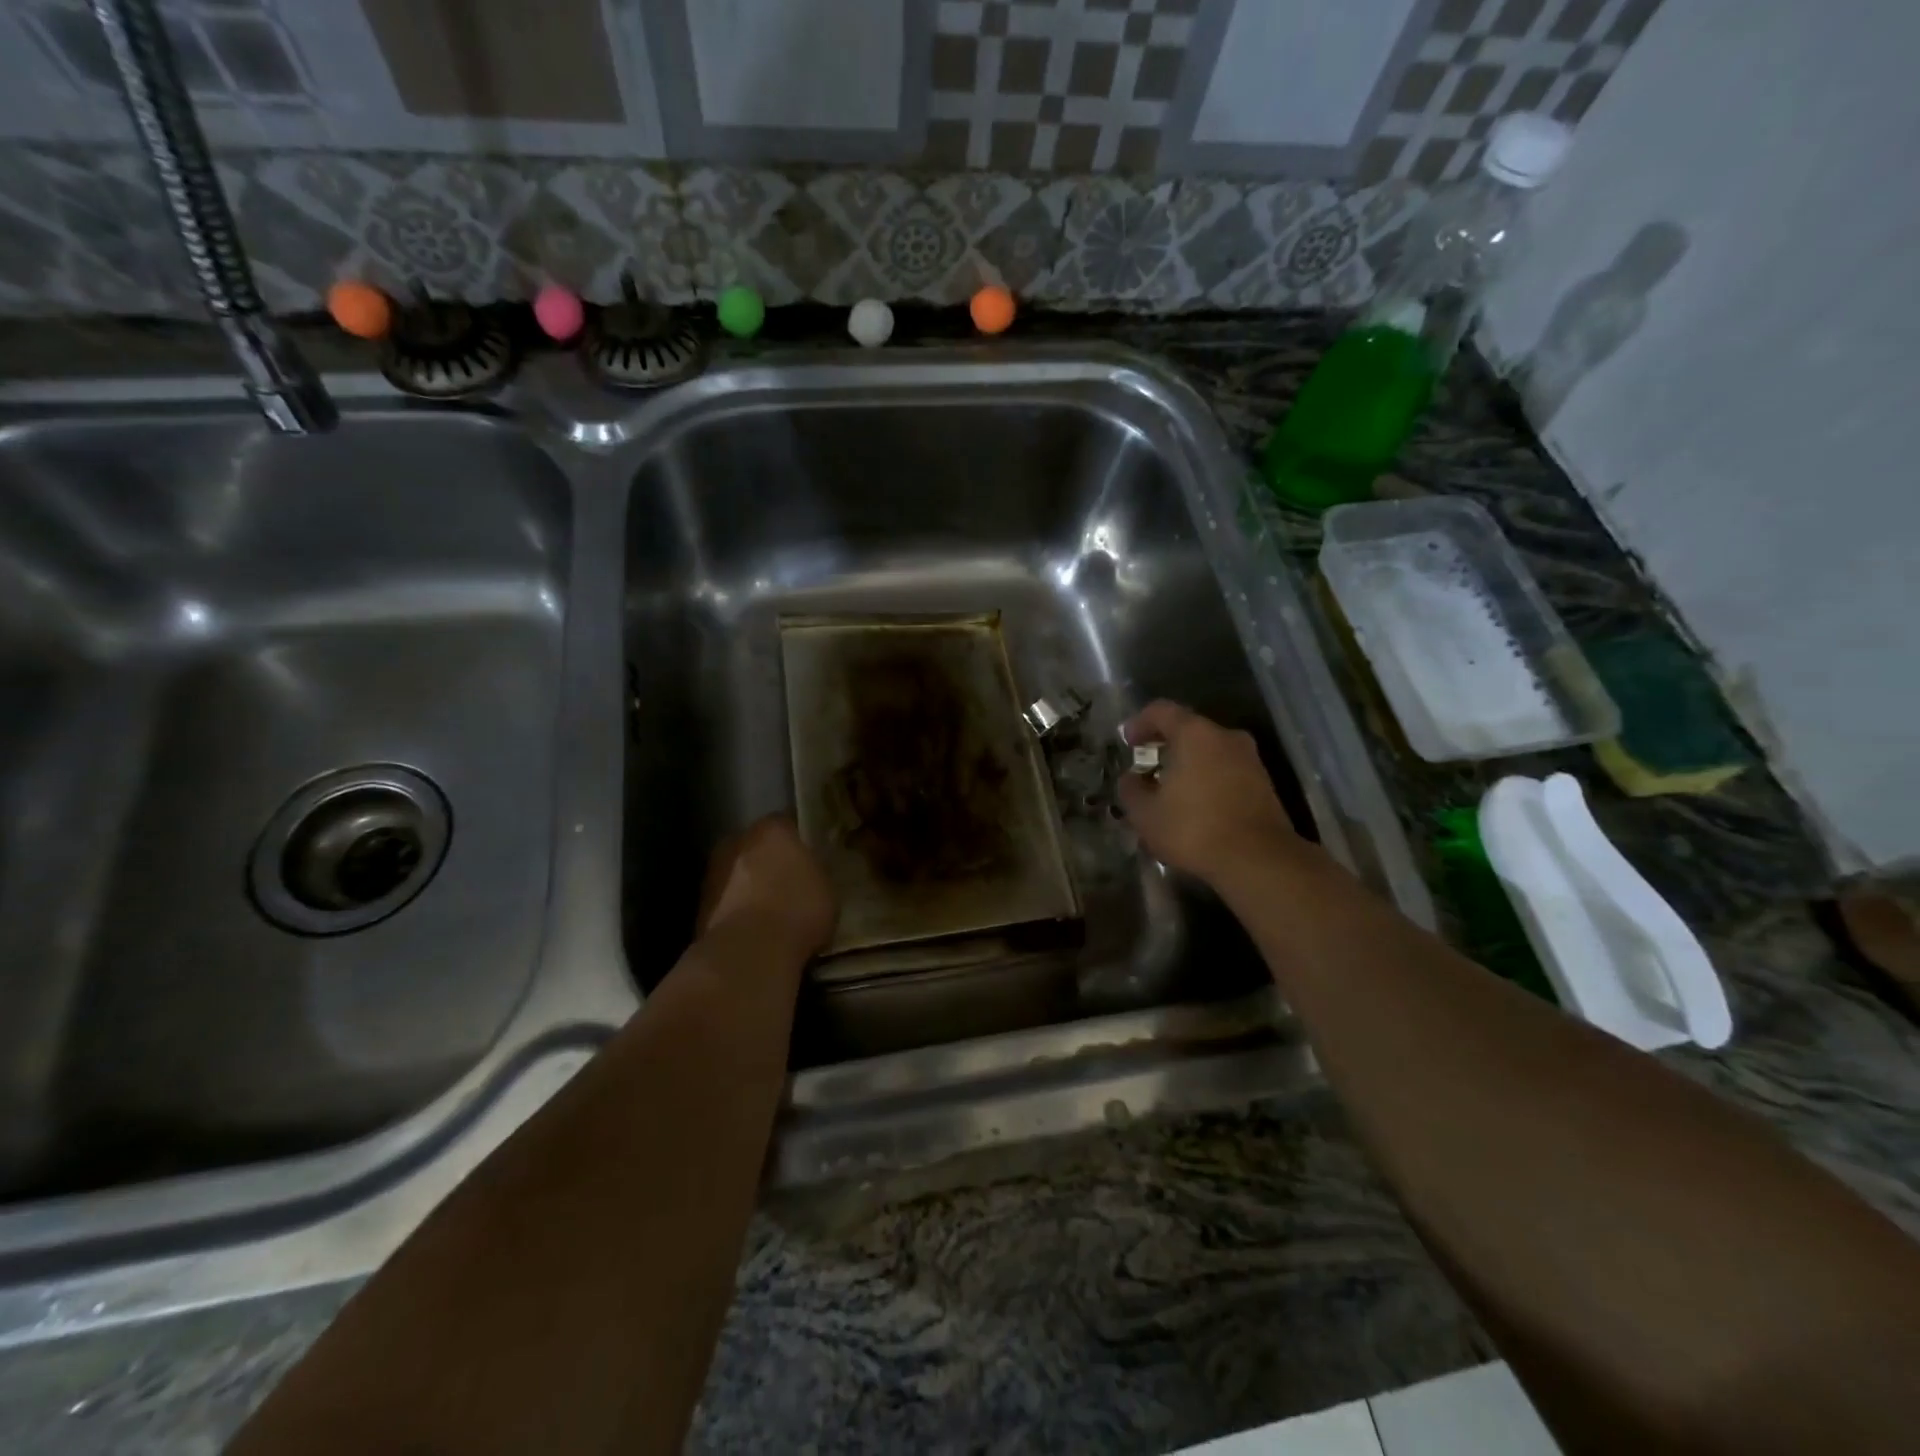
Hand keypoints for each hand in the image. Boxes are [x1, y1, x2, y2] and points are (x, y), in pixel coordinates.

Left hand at [697, 816, 837, 957]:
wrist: (749, 950)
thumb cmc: (798, 910)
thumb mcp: (826, 888)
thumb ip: (814, 871)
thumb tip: (808, 872)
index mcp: (772, 829)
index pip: (786, 824)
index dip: (796, 841)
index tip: (806, 857)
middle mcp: (738, 841)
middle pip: (755, 845)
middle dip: (767, 860)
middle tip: (786, 882)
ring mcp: (714, 871)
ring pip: (736, 872)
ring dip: (747, 885)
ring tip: (768, 911)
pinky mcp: (699, 904)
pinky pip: (725, 900)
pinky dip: (735, 909)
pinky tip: (752, 930)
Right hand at [1118, 701, 1301, 885]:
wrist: (1258, 860)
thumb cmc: (1194, 829)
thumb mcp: (1145, 814)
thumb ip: (1131, 790)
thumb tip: (1131, 779)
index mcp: (1195, 734)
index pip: (1161, 711)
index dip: (1140, 723)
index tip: (1127, 742)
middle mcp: (1226, 737)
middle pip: (1189, 729)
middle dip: (1165, 745)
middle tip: (1146, 766)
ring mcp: (1249, 759)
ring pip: (1210, 751)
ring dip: (1188, 764)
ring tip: (1169, 790)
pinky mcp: (1264, 783)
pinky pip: (1226, 770)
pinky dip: (1207, 778)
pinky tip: (1196, 805)